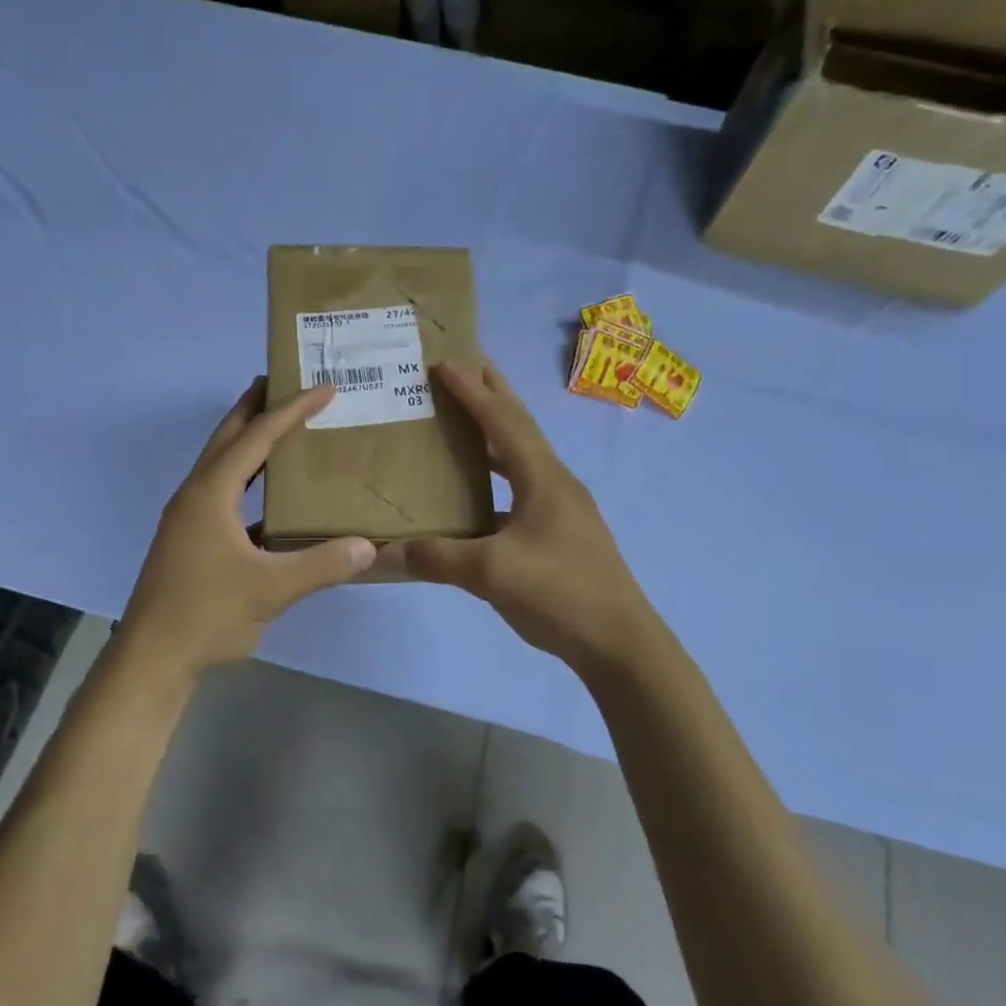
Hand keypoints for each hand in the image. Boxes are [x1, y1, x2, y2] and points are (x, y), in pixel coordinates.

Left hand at [117, 379, 376, 680]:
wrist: (151, 659)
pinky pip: (225, 495)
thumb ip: (322, 565)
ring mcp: (190, 519)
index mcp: (211, 492)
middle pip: (229, 436)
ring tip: (283, 428)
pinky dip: (249, 482)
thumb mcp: (272, 589)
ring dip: (250, 442)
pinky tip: (273, 497)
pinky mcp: (192, 541)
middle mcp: (197, 495)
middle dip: (256, 407)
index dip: (292, 410)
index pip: (258, 437)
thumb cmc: (206, 614)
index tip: (324, 388)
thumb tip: (369, 546)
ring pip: (223, 465)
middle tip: (288, 384)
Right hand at [376, 361, 653, 670]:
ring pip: (524, 457)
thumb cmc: (560, 593)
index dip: (472, 391)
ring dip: (497, 433)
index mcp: (543, 478)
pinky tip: (480, 493)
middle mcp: (555, 483)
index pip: (502, 421)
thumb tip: (385, 551)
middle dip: (493, 393)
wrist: (620, 643)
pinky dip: (499, 475)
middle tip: (466, 366)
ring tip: (467, 420)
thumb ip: (437, 558)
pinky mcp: (562, 533)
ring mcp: (563, 509)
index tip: (444, 362)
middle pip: (521, 426)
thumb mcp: (492, 573)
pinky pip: (523, 487)